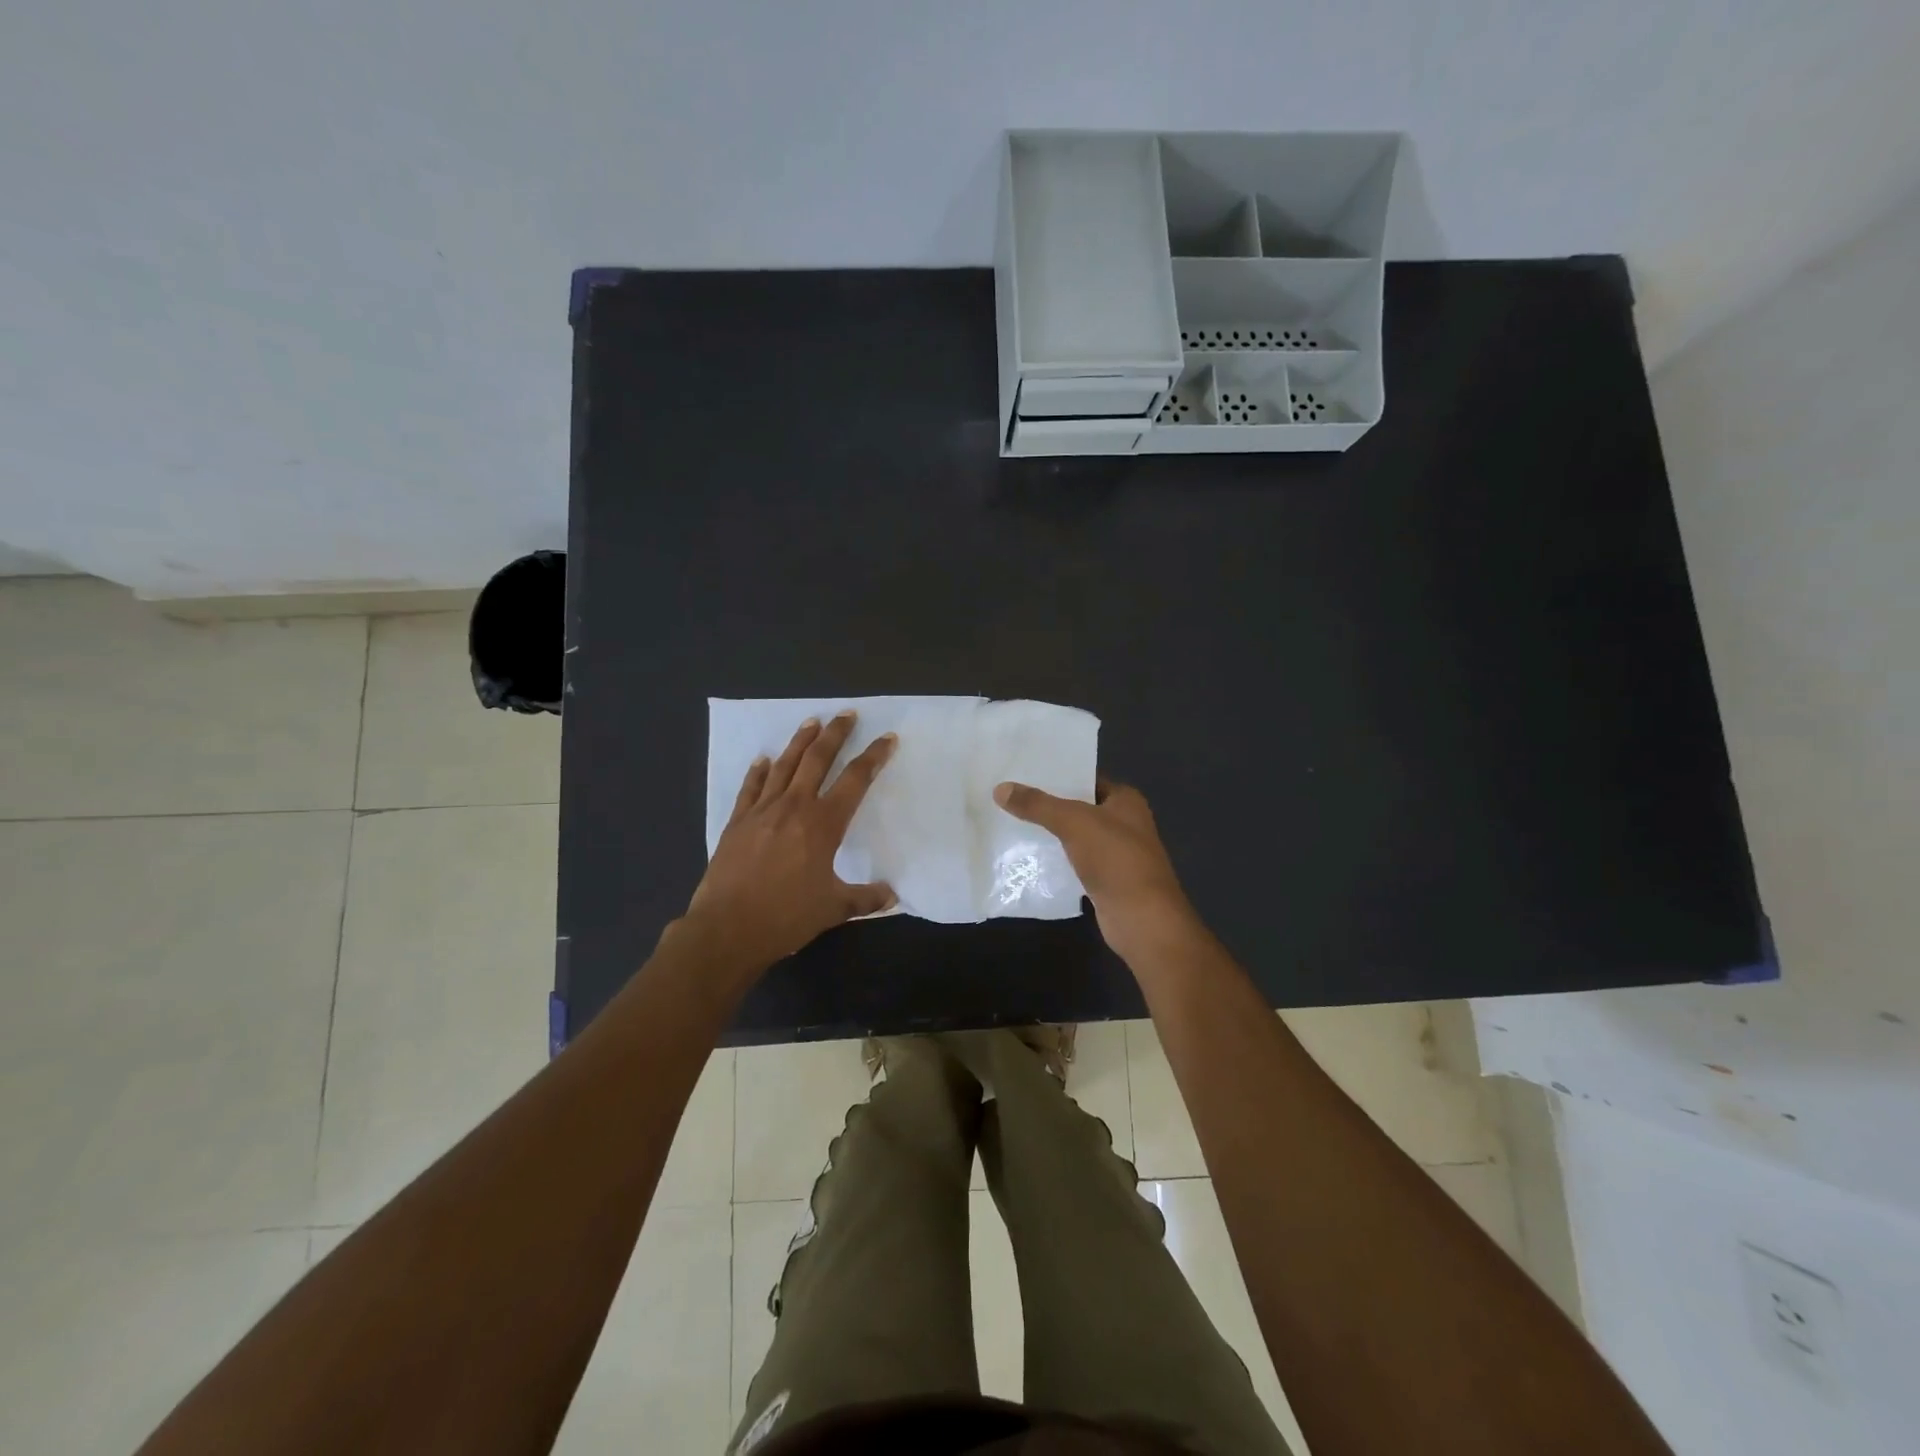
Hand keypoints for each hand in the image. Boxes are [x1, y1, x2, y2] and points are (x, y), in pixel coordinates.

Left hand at [685, 712, 897, 976]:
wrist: (727, 929)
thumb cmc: (786, 917)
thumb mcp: (834, 909)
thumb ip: (865, 898)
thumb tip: (892, 896)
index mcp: (823, 824)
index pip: (855, 780)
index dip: (873, 757)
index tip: (886, 738)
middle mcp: (794, 807)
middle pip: (818, 759)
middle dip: (835, 734)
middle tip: (846, 714)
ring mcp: (762, 811)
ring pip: (784, 766)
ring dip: (799, 742)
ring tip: (811, 722)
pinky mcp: (737, 822)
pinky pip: (750, 788)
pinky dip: (758, 772)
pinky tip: (763, 760)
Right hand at [993, 777, 1201, 963]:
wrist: (1141, 919)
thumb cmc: (1115, 859)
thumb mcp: (1073, 822)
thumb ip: (1038, 805)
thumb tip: (1000, 788)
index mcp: (1126, 800)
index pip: (1087, 778)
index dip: (1058, 775)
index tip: (1024, 773)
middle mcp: (1125, 823)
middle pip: (1080, 807)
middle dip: (1049, 805)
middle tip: (1011, 797)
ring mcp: (1117, 854)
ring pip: (1077, 836)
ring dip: (1051, 833)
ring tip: (1012, 823)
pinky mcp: (1106, 880)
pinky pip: (1076, 862)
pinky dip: (1057, 860)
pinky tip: (1030, 857)